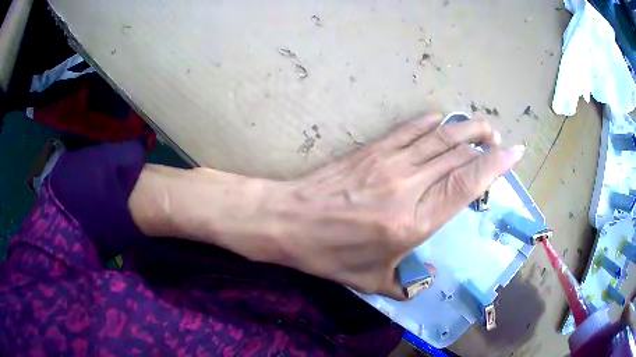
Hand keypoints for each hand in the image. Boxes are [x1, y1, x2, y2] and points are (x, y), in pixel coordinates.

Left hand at [130, 114, 523, 299]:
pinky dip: (432, 123)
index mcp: (413, 223)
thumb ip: (405, 283)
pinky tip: (443, 120)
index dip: (495, 165)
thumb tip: (427, 278)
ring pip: (439, 136)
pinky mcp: (372, 149)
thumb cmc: (329, 255)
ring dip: (465, 128)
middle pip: (458, 154)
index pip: (466, 185)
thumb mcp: (371, 281)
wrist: (287, 221)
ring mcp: (389, 162)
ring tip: (483, 127)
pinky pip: (411, 129)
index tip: (514, 153)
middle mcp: (408, 186)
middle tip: (499, 140)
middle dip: (485, 143)